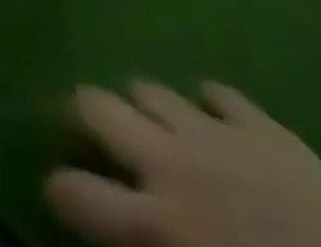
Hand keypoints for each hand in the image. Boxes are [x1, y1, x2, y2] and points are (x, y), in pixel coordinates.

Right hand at [45, 83, 320, 246]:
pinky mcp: (262, 125)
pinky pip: (217, 92)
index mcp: (155, 225)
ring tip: (152, 123)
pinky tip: (215, 120)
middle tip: (85, 127)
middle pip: (97, 107)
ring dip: (144, 106)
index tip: (58, 189)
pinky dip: (208, 104)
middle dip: (81, 111)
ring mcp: (215, 135)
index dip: (59, 189)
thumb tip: (123, 245)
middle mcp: (169, 164)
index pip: (75, 193)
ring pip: (150, 88)